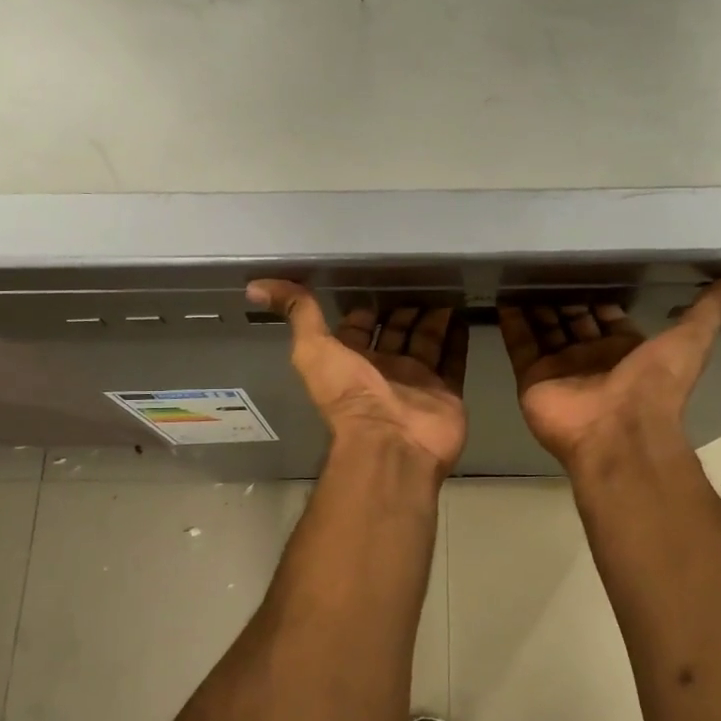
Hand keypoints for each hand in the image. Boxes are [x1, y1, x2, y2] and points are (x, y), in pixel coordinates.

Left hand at [247, 281, 469, 475]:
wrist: (391, 442)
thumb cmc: (350, 395)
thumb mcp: (313, 349)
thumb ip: (297, 314)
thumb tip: (256, 285)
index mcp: (352, 361)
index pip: (358, 328)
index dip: (363, 309)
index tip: (376, 282)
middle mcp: (385, 369)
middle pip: (396, 332)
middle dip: (404, 309)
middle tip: (420, 278)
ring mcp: (418, 381)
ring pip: (427, 341)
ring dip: (433, 318)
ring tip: (446, 288)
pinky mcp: (447, 391)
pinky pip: (454, 359)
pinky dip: (459, 338)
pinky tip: (464, 313)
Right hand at [501, 275, 720, 466]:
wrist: (618, 434)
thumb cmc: (654, 385)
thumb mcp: (693, 338)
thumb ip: (717, 307)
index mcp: (625, 348)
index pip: (607, 314)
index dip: (600, 293)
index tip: (587, 264)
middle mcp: (591, 356)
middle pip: (573, 319)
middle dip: (564, 295)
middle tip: (548, 262)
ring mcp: (560, 368)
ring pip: (545, 328)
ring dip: (536, 304)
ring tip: (523, 272)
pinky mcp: (532, 378)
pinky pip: (520, 344)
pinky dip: (512, 322)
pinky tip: (504, 295)